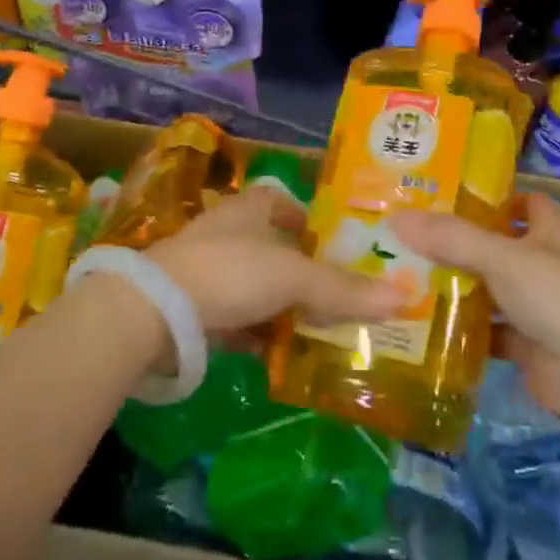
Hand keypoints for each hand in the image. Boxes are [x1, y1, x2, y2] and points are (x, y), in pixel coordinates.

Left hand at [148, 189, 404, 334]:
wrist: (154, 311)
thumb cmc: (230, 272)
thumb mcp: (293, 278)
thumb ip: (344, 289)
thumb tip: (405, 295)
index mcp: (251, 208)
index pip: (285, 204)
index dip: (310, 221)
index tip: (337, 247)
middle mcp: (228, 231)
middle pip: (274, 249)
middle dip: (303, 272)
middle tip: (338, 296)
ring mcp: (206, 269)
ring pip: (255, 286)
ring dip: (281, 307)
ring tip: (317, 331)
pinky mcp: (192, 307)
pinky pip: (236, 318)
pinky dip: (257, 333)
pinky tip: (278, 355)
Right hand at [392, 193, 559, 416]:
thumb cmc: (556, 297)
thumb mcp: (500, 257)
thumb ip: (450, 238)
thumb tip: (398, 218)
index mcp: (551, 232)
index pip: (525, 202)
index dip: (494, 198)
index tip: (448, 197)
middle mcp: (546, 265)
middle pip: (499, 246)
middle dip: (461, 244)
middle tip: (411, 237)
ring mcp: (537, 307)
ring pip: (491, 289)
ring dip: (459, 287)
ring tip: (407, 277)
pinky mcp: (526, 345)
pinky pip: (488, 331)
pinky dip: (464, 330)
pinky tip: (427, 325)